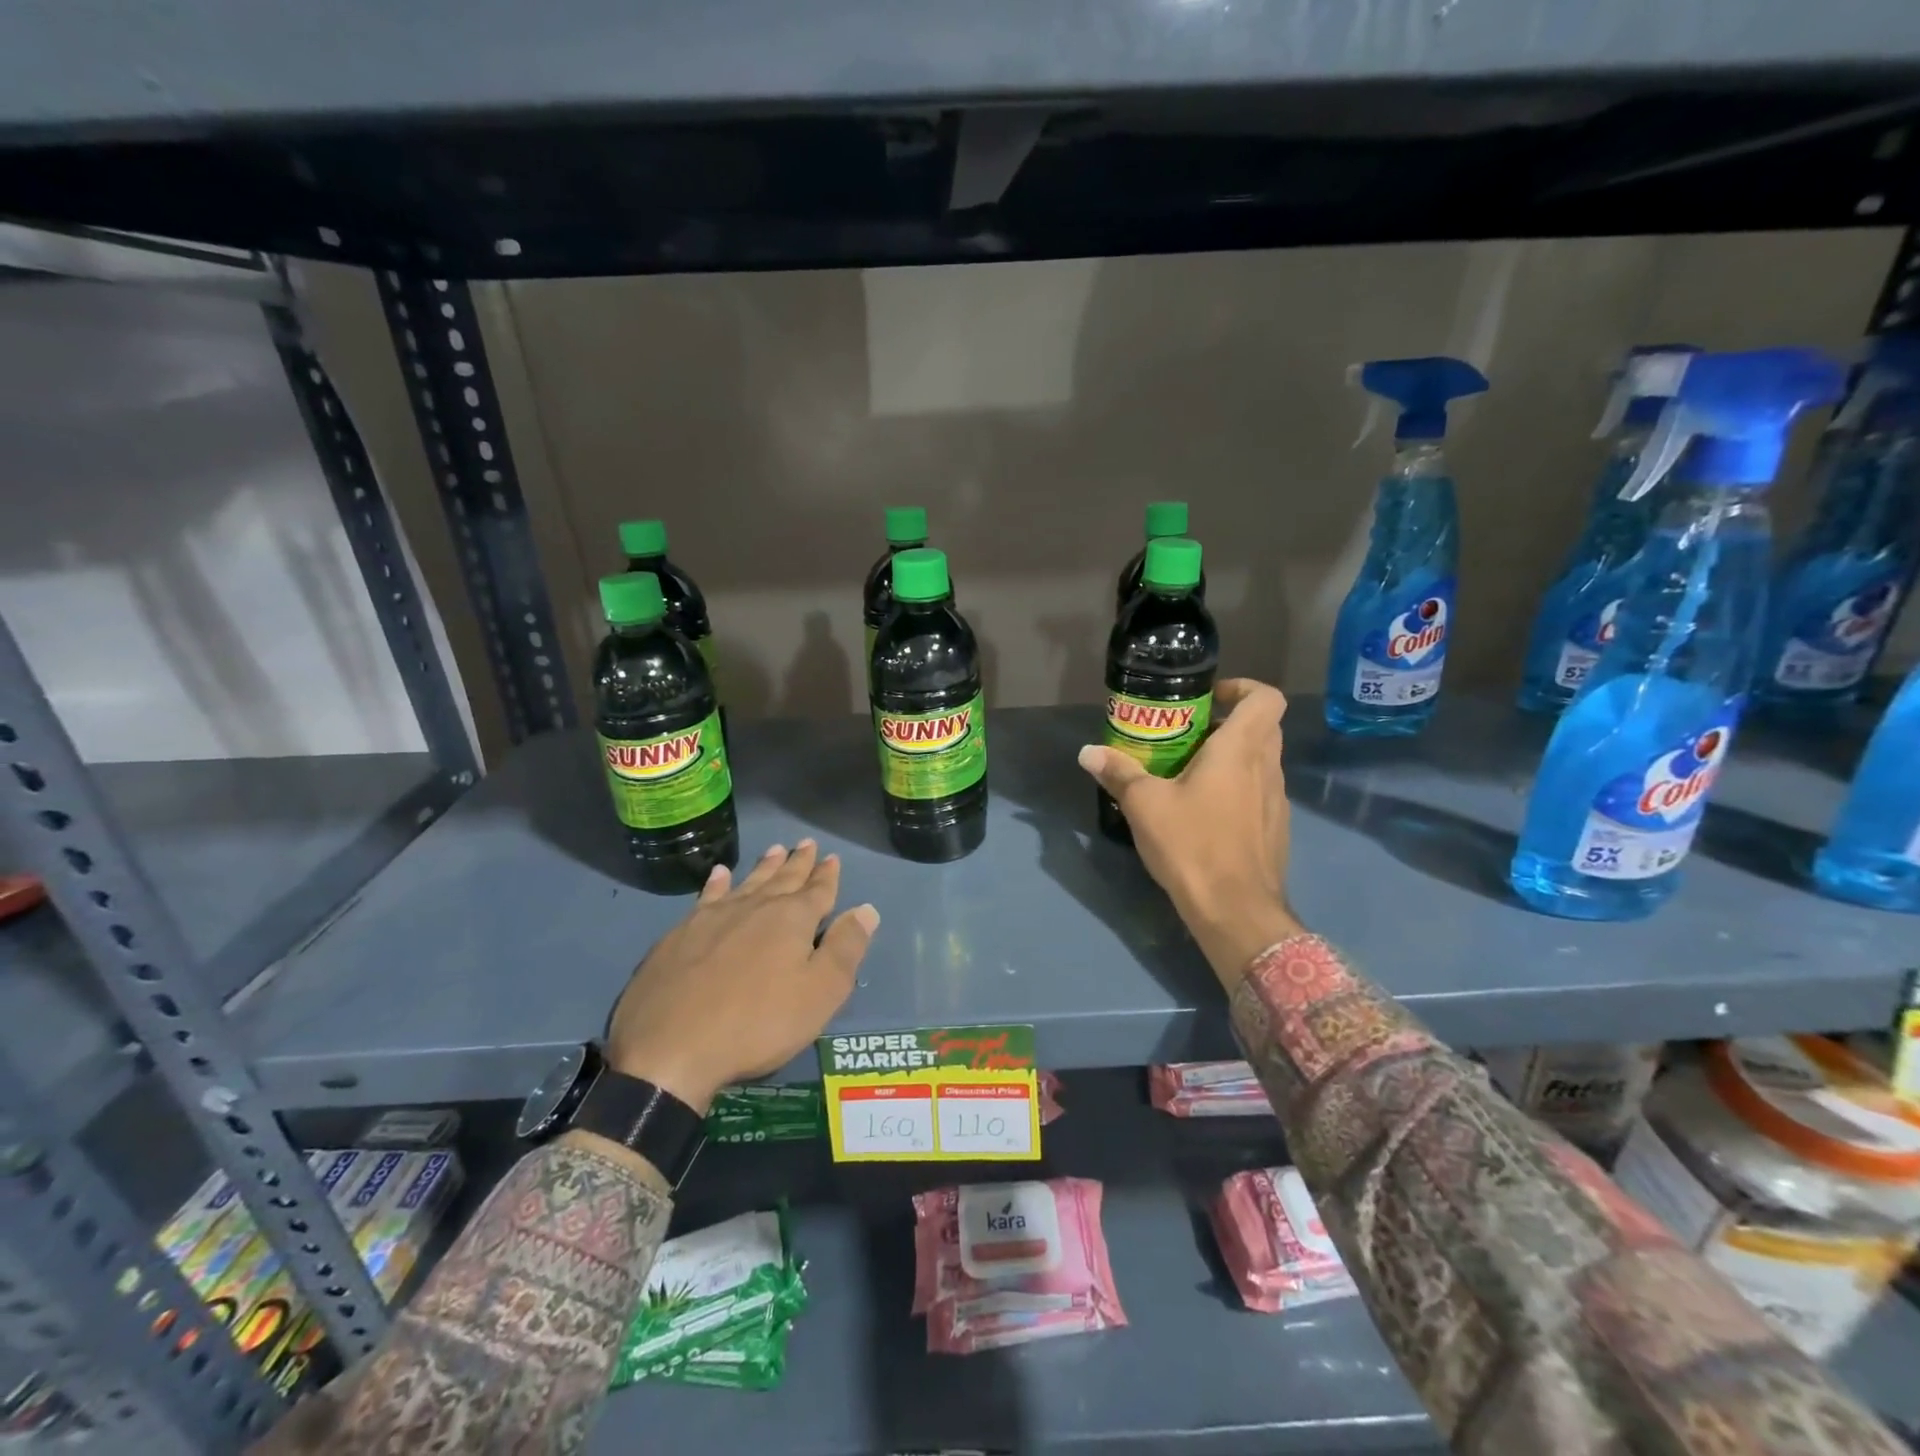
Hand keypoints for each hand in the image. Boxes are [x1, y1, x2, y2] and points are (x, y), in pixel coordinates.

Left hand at [603, 840, 877, 1113]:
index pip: (818, 890)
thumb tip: (866, 909)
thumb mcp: (820, 993)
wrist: (670, 1048)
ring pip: (747, 882)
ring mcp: (714, 917)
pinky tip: (720, 874)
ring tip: (774, 850)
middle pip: (782, 879)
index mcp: (792, 919)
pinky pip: (707, 896)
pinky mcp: (681, 934)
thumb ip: (845, 948)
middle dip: (798, 862)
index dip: (827, 875)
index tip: (832, 857)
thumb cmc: (758, 1023)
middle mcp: (755, 907)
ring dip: (764, 867)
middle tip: (806, 843)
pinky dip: (717, 883)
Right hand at [1078, 679, 1301, 987]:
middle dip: (1230, 722)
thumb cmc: (1192, 845)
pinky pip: (1259, 793)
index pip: (1266, 698)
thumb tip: (1088, 752)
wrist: (1236, 912)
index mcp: (1241, 750)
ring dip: (1233, 758)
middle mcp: (1267, 769)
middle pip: (1264, 727)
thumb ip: (1119, 773)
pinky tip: (1205, 814)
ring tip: (1191, 774)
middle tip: (1191, 734)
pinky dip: (1238, 789)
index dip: (1243, 688)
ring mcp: (1277, 802)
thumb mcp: (1144, 805)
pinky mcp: (1275, 830)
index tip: (1210, 699)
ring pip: (1262, 762)